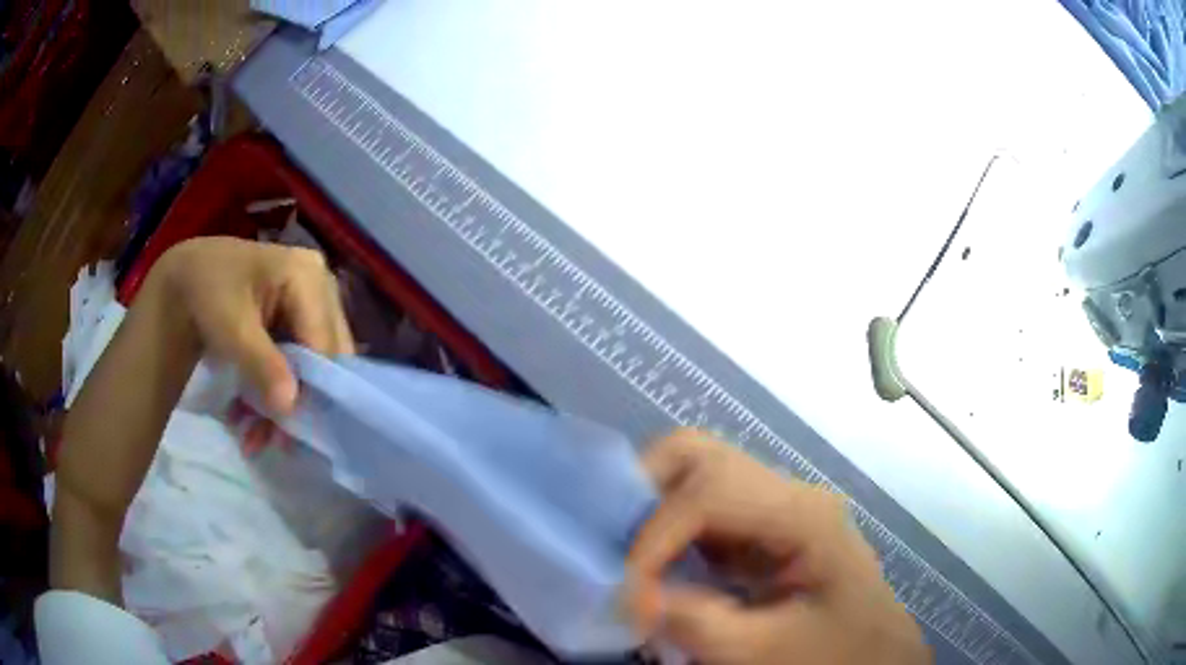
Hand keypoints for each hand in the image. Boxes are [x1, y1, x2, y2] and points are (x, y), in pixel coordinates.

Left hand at [52, 237, 353, 603]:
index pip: (324, 342)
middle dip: (296, 402)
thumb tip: (292, 408)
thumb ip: (262, 364)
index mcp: (309, 276)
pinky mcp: (295, 322)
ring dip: (282, 406)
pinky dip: (274, 393)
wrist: (185, 278)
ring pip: (311, 368)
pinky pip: (296, 366)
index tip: (289, 432)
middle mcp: (320, 287)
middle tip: (272, 441)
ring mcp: (309, 305)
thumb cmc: (206, 292)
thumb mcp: (230, 327)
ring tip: (253, 437)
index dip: (312, 389)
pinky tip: (250, 415)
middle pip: (323, 358)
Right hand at [626, 429, 929, 664]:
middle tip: (615, 544)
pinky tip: (658, 565)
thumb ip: (700, 626)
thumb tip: (634, 597)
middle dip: (644, 492)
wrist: (875, 653)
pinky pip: (702, 506)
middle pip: (701, 455)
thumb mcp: (768, 653)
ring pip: (697, 472)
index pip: (712, 492)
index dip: (655, 536)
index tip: (627, 589)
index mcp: (804, 517)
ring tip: (629, 556)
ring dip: (652, 506)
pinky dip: (667, 526)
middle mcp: (789, 494)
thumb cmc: (835, 653)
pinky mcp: (762, 526)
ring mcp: (776, 506)